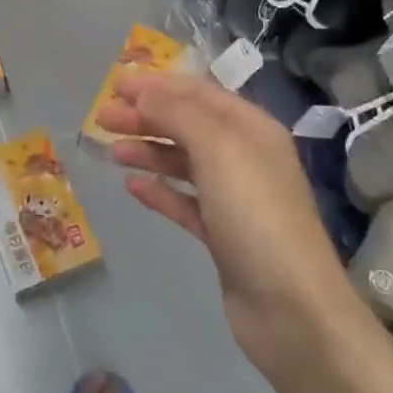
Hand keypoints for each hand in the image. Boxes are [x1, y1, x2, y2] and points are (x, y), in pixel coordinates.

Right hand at [97, 70, 364, 384]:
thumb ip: (179, 115)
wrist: (290, 307)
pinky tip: (133, 187)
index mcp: (253, 129)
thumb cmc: (255, 215)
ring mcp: (234, 198)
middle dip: (146, 117)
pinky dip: (160, 191)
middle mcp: (246, 157)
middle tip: (102, 118)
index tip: (116, 84)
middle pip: (189, 126)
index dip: (159, 84)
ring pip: (184, 163)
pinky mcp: (222, 235)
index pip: (200, 93)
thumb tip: (144, 93)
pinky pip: (185, 202)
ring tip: (112, 151)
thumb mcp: (219, 150)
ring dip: (149, 151)